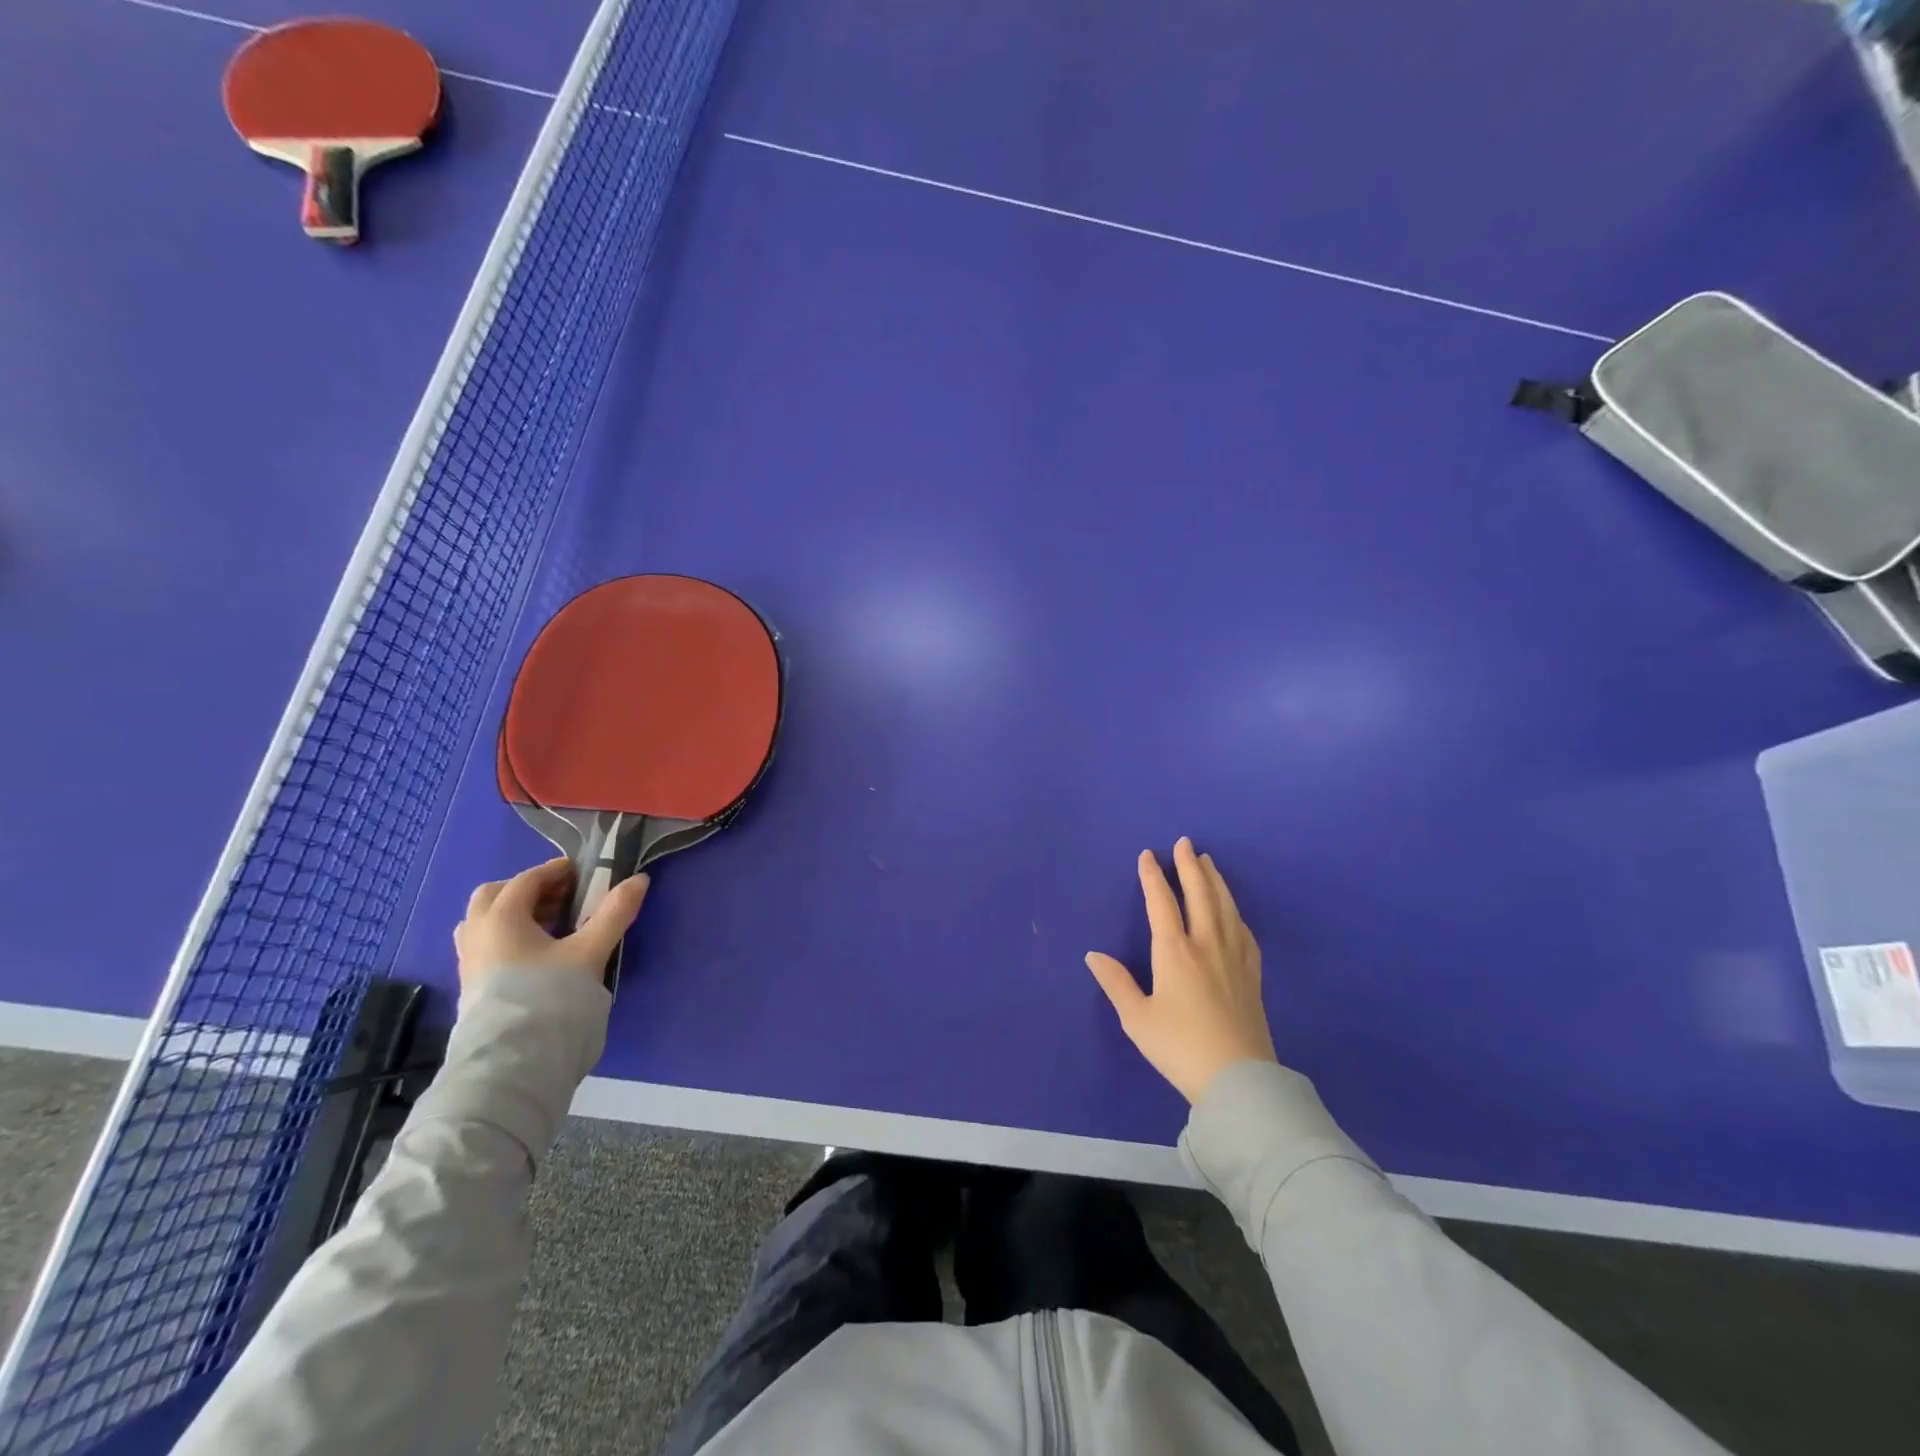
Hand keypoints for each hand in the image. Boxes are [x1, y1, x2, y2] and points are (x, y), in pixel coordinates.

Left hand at [453, 857, 649, 992]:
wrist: (513, 1062)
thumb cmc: (550, 996)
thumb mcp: (590, 951)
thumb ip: (614, 913)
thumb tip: (639, 880)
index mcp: (502, 917)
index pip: (527, 880)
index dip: (556, 871)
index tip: (584, 873)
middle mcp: (477, 933)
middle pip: (495, 896)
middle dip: (527, 890)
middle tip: (562, 898)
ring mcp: (469, 962)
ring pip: (485, 922)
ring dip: (515, 915)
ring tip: (550, 927)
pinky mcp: (471, 987)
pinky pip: (485, 946)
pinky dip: (508, 938)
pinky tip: (536, 955)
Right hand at [1085, 838, 1277, 1102]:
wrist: (1239, 1079)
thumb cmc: (1179, 1047)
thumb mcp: (1137, 1019)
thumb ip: (1116, 983)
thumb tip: (1093, 955)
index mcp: (1174, 952)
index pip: (1162, 902)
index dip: (1153, 876)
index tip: (1148, 855)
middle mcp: (1206, 944)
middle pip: (1199, 894)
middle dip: (1190, 866)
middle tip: (1185, 843)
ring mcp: (1234, 957)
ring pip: (1225, 907)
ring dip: (1215, 881)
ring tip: (1209, 862)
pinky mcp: (1252, 974)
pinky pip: (1243, 930)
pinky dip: (1234, 910)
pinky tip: (1232, 909)